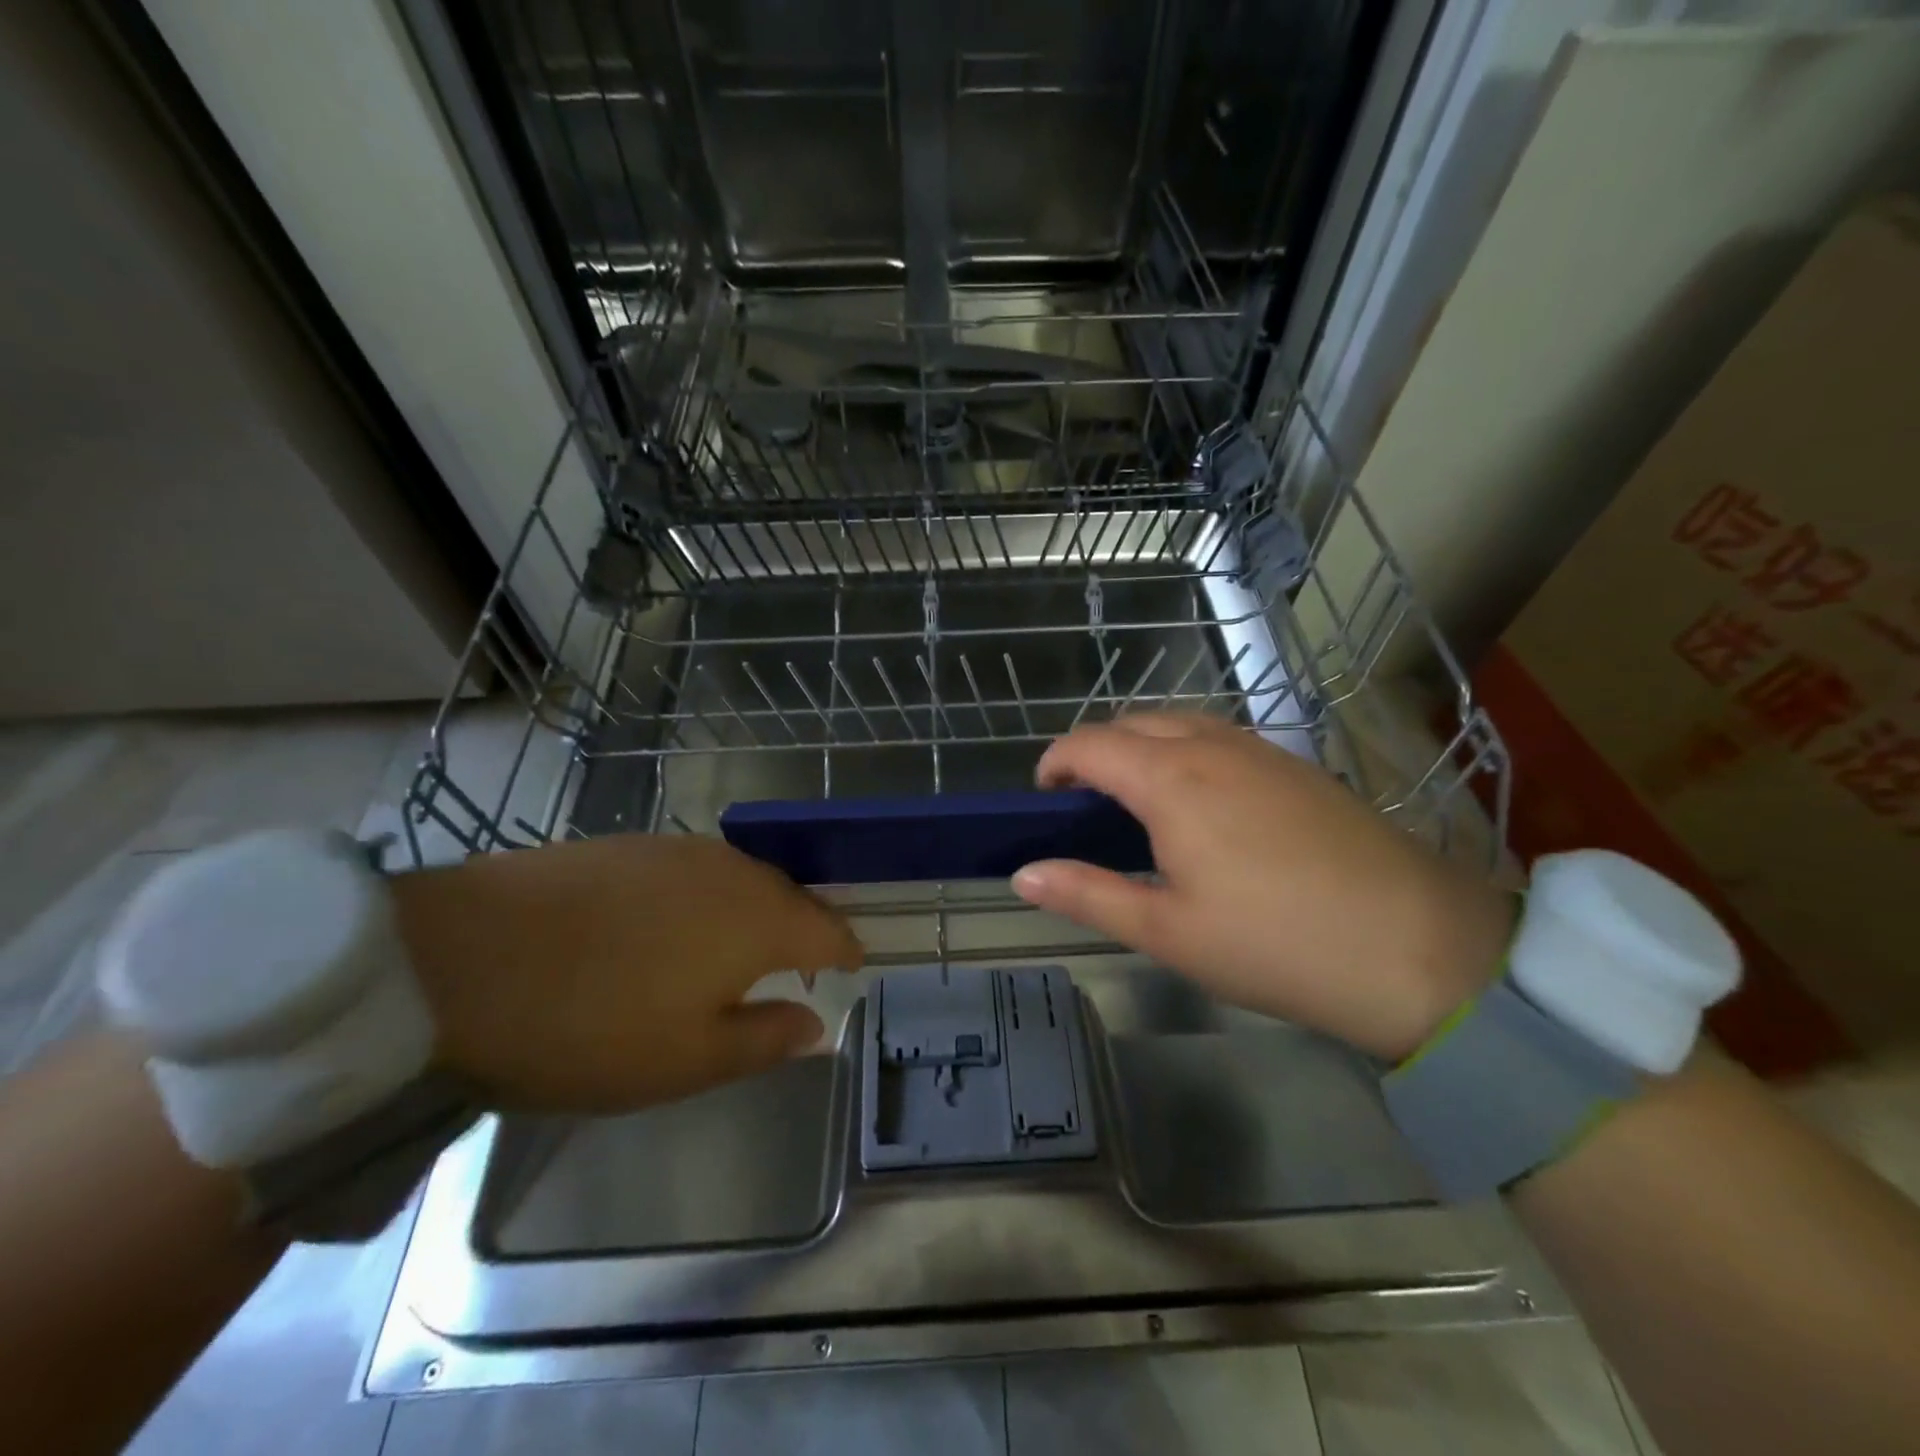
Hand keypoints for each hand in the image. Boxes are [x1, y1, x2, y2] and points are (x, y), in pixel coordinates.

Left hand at [392, 835, 861, 1112]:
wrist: (454, 959)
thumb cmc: (587, 1026)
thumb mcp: (685, 1060)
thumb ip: (764, 1039)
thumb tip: (817, 1024)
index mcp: (758, 918)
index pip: (827, 929)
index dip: (845, 951)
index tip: (853, 969)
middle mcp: (729, 870)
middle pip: (788, 895)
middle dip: (803, 928)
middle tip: (799, 966)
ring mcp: (674, 849)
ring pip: (741, 877)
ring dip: (754, 909)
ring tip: (740, 946)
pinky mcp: (625, 844)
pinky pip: (693, 869)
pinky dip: (706, 896)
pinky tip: (674, 922)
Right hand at [1010, 714, 1513, 1060]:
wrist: (1419, 948)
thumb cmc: (1275, 944)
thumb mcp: (1167, 931)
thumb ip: (1088, 894)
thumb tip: (1023, 874)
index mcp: (1171, 780)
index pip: (1090, 744)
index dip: (1055, 763)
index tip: (1042, 799)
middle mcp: (1213, 747)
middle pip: (1133, 723)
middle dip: (1095, 752)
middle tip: (1085, 806)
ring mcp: (1262, 751)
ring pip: (1180, 724)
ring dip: (1143, 747)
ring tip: (1137, 802)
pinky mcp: (1298, 767)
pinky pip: (1221, 738)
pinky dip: (1187, 752)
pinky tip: (1202, 805)